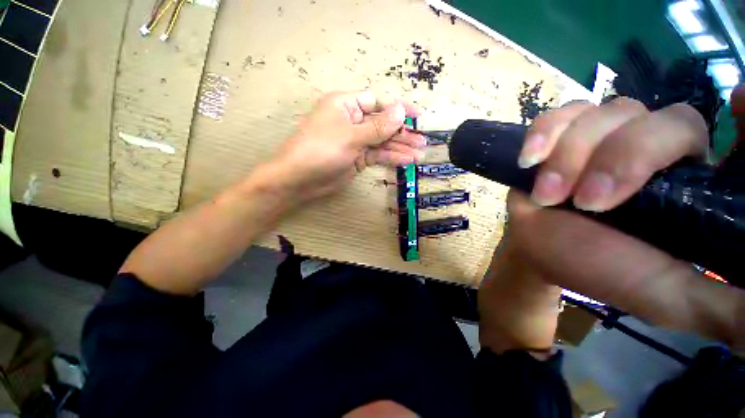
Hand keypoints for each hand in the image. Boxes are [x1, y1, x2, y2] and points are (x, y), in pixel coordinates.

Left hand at [266, 91, 424, 204]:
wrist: (300, 180)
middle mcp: (352, 121)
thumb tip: (401, 110)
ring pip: (382, 142)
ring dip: (400, 147)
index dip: (397, 108)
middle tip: (422, 141)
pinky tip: (406, 161)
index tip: (417, 115)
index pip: (377, 101)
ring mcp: (355, 141)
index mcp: (346, 105)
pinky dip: (391, 158)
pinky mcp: (357, 158)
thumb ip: (378, 126)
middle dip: (402, 133)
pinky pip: (377, 155)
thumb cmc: (321, 150)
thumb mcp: (351, 136)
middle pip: (382, 124)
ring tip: (420, 153)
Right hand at [481, 96, 744, 350]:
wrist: (536, 248)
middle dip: (619, 158)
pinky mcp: (562, 135)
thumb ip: (727, 310)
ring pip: (605, 113)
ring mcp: (606, 134)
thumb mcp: (671, 298)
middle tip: (585, 203)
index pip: (732, 138)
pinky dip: (544, 132)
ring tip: (547, 196)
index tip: (743, 103)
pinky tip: (530, 158)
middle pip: (662, 119)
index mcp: (692, 182)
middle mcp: (656, 147)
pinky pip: (559, 114)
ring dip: (569, 157)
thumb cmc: (599, 270)